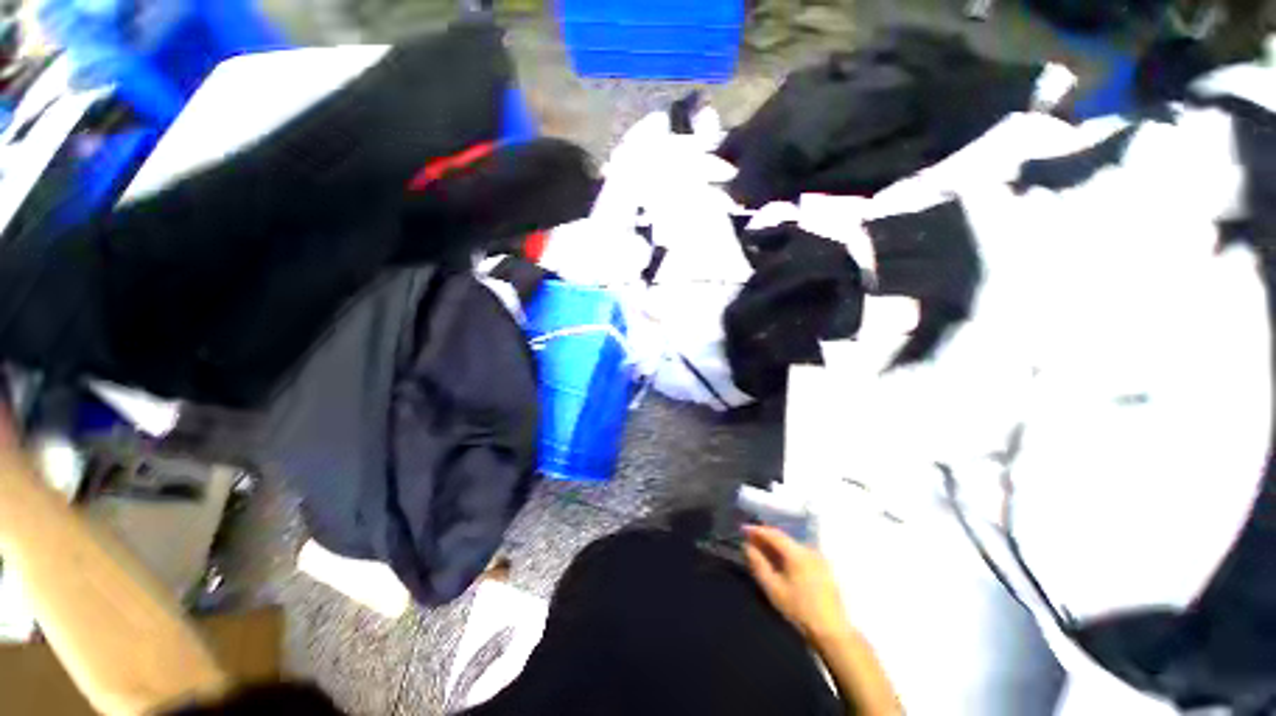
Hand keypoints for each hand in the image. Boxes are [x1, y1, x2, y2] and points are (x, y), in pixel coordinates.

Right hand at [744, 524, 851, 644]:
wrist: (832, 631)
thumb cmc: (800, 610)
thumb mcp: (773, 589)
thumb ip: (758, 564)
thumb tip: (747, 546)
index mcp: (797, 553)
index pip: (773, 533)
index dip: (757, 529)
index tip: (742, 528)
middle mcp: (809, 550)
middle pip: (783, 537)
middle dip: (765, 536)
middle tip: (749, 539)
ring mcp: (818, 558)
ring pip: (791, 544)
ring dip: (775, 545)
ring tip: (761, 549)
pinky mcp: (822, 567)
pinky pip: (799, 552)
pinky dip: (786, 552)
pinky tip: (779, 560)